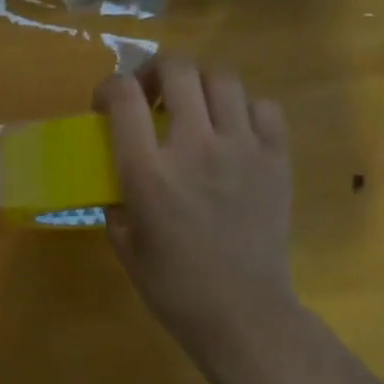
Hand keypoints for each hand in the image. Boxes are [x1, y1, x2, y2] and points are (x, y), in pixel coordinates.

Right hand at [95, 54, 333, 383]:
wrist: (243, 314)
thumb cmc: (173, 285)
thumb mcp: (125, 241)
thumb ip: (117, 198)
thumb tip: (119, 175)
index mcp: (149, 171)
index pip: (124, 95)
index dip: (109, 87)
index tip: (106, 104)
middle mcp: (195, 147)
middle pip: (177, 68)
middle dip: (155, 71)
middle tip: (151, 94)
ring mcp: (242, 149)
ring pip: (222, 78)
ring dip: (199, 84)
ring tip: (193, 107)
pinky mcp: (276, 160)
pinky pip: (264, 107)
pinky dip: (244, 108)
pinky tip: (233, 131)